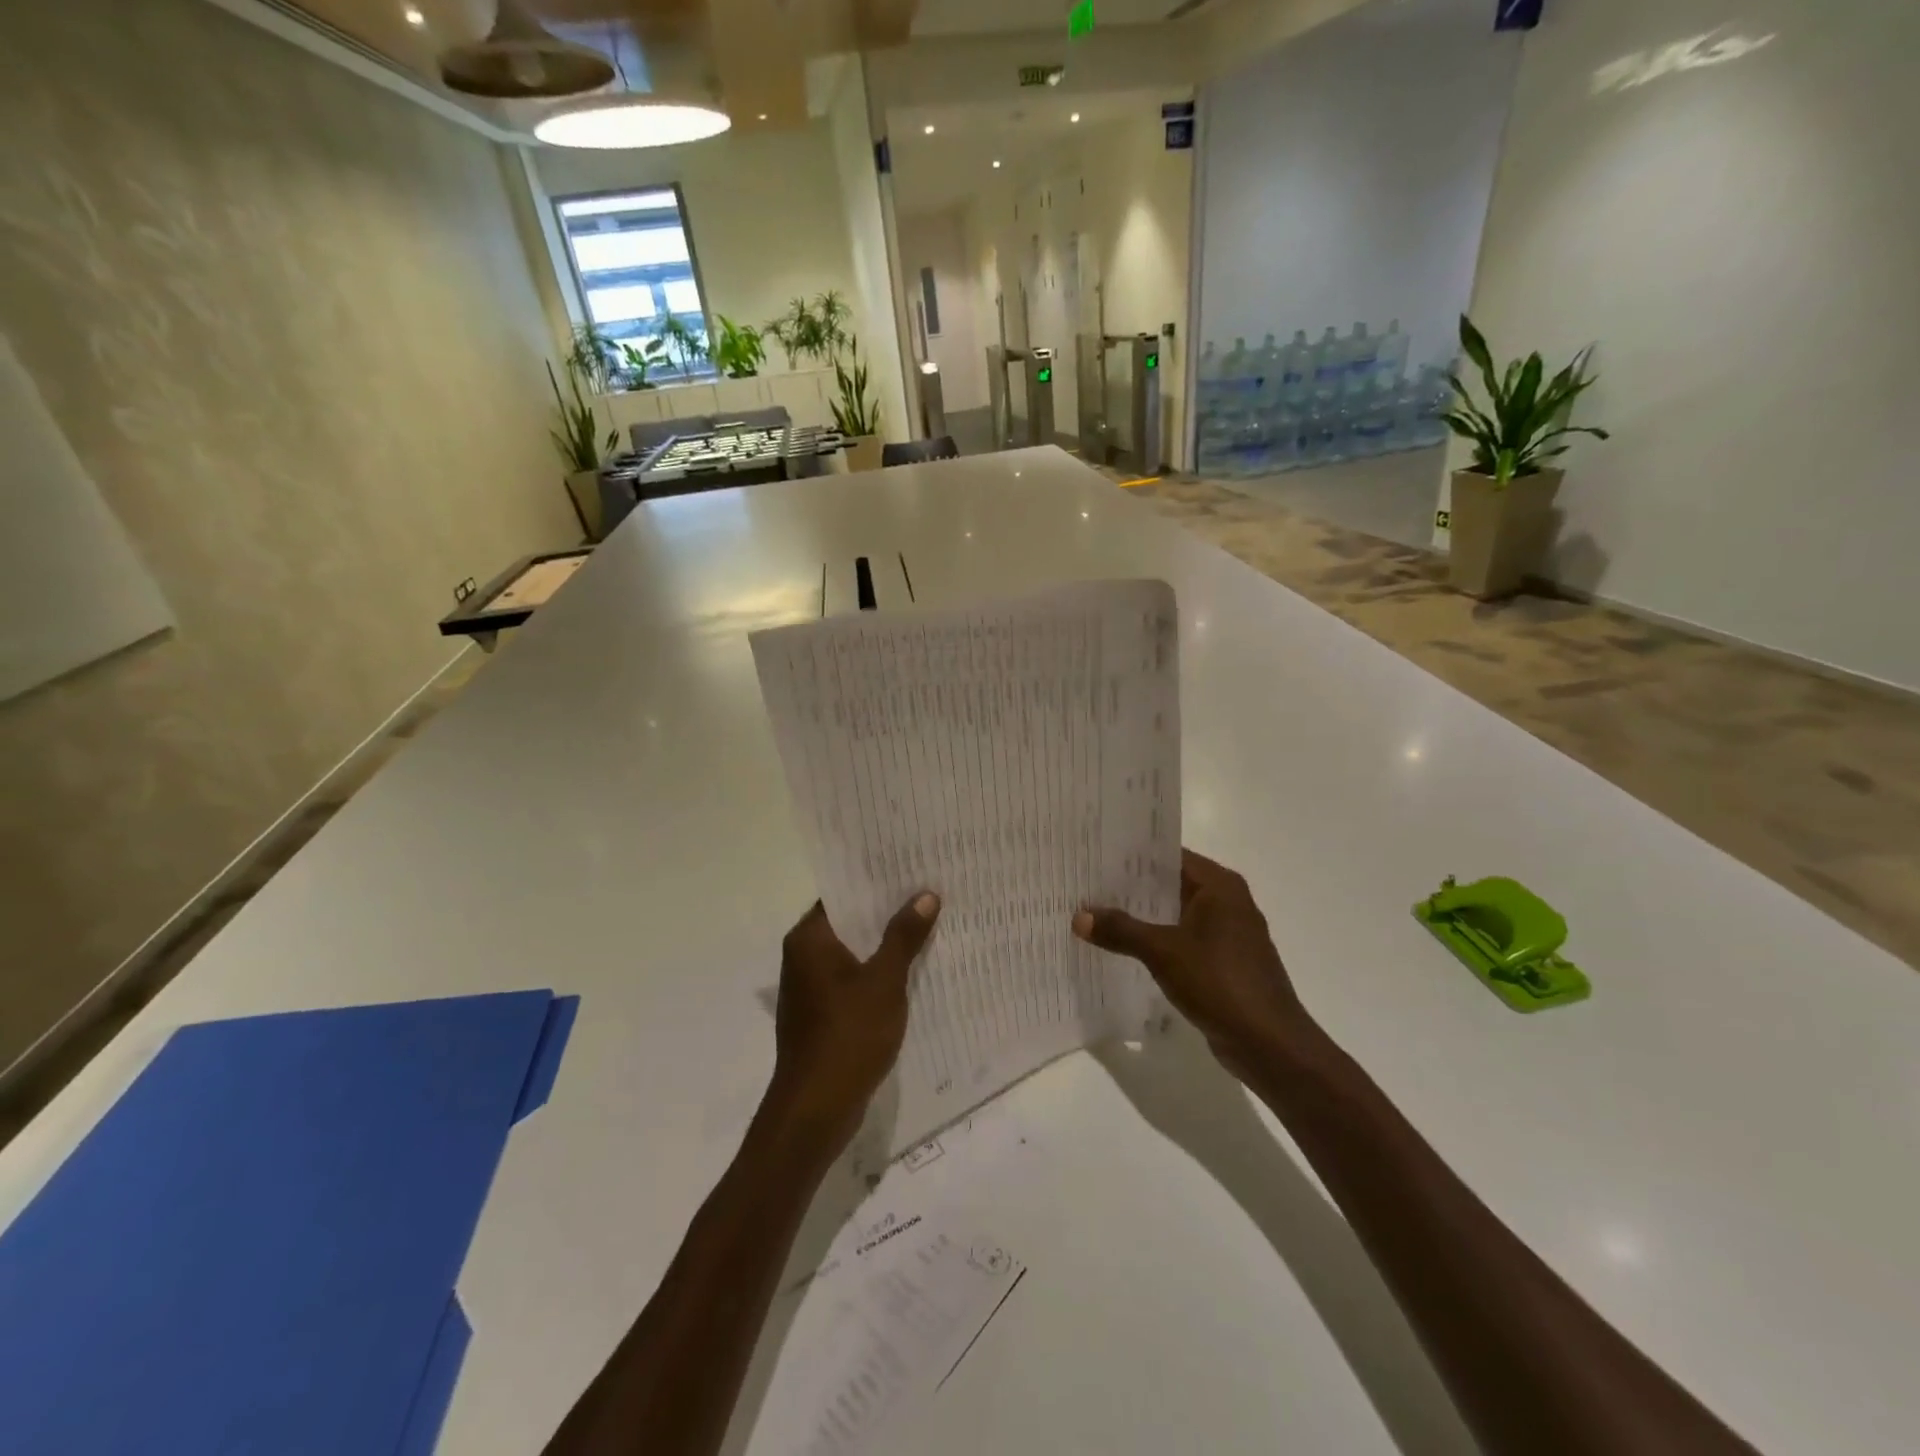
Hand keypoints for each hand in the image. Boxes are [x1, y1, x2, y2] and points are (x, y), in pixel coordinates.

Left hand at [766, 894, 940, 1154]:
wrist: (816, 1110)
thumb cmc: (848, 1035)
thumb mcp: (884, 981)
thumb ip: (903, 936)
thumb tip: (926, 895)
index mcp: (809, 939)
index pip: (841, 894)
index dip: (874, 882)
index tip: (909, 869)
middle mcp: (802, 957)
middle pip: (848, 923)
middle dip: (885, 913)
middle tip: (927, 894)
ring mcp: (809, 988)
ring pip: (851, 953)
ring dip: (882, 944)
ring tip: (926, 926)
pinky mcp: (820, 1015)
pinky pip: (851, 980)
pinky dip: (875, 973)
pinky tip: (909, 972)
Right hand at [1073, 850, 1310, 1077]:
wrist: (1269, 1043)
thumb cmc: (1219, 982)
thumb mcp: (1162, 952)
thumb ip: (1121, 930)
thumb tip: (1079, 916)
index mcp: (1219, 885)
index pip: (1170, 855)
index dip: (1133, 855)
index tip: (1096, 855)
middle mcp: (1227, 901)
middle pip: (1172, 883)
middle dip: (1132, 886)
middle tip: (1088, 884)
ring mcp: (1228, 933)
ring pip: (1177, 913)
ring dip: (1143, 916)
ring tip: (1098, 913)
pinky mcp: (1225, 962)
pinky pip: (1184, 939)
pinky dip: (1158, 939)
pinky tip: (1126, 948)